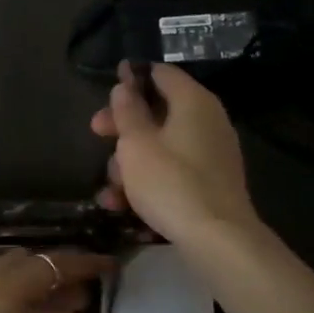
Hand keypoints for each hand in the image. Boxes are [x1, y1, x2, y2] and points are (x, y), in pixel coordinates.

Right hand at [91, 59, 257, 245]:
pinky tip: (121, 204)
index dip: (132, 77)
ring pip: (161, 145)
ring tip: (110, 188)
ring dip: (130, 162)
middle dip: (123, 125)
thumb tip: (125, 86)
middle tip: (96, 132)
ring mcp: (211, 153)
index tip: (108, 88)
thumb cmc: (170, 181)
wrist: (217, 239)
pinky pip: (173, 170)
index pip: (160, 73)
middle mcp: (207, 120)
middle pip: (158, 111)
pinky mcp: (210, 183)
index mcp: (193, 101)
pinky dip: (149, 180)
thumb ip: (127, 110)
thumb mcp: (136, 143)